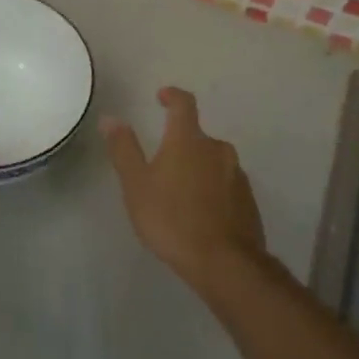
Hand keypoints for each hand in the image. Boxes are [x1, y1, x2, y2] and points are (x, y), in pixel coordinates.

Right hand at [102, 87, 267, 287]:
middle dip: (180, 145)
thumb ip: (124, 149)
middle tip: (162, 167)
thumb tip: (110, 118)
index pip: (183, 103)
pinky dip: (212, 191)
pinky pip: (226, 185)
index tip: (162, 97)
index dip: (172, 96)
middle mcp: (218, 149)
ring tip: (179, 196)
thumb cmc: (172, 219)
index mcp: (189, 140)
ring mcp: (237, 174)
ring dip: (197, 170)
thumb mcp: (137, 185)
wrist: (224, 262)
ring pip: (213, 162)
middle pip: (197, 137)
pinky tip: (201, 214)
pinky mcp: (248, 200)